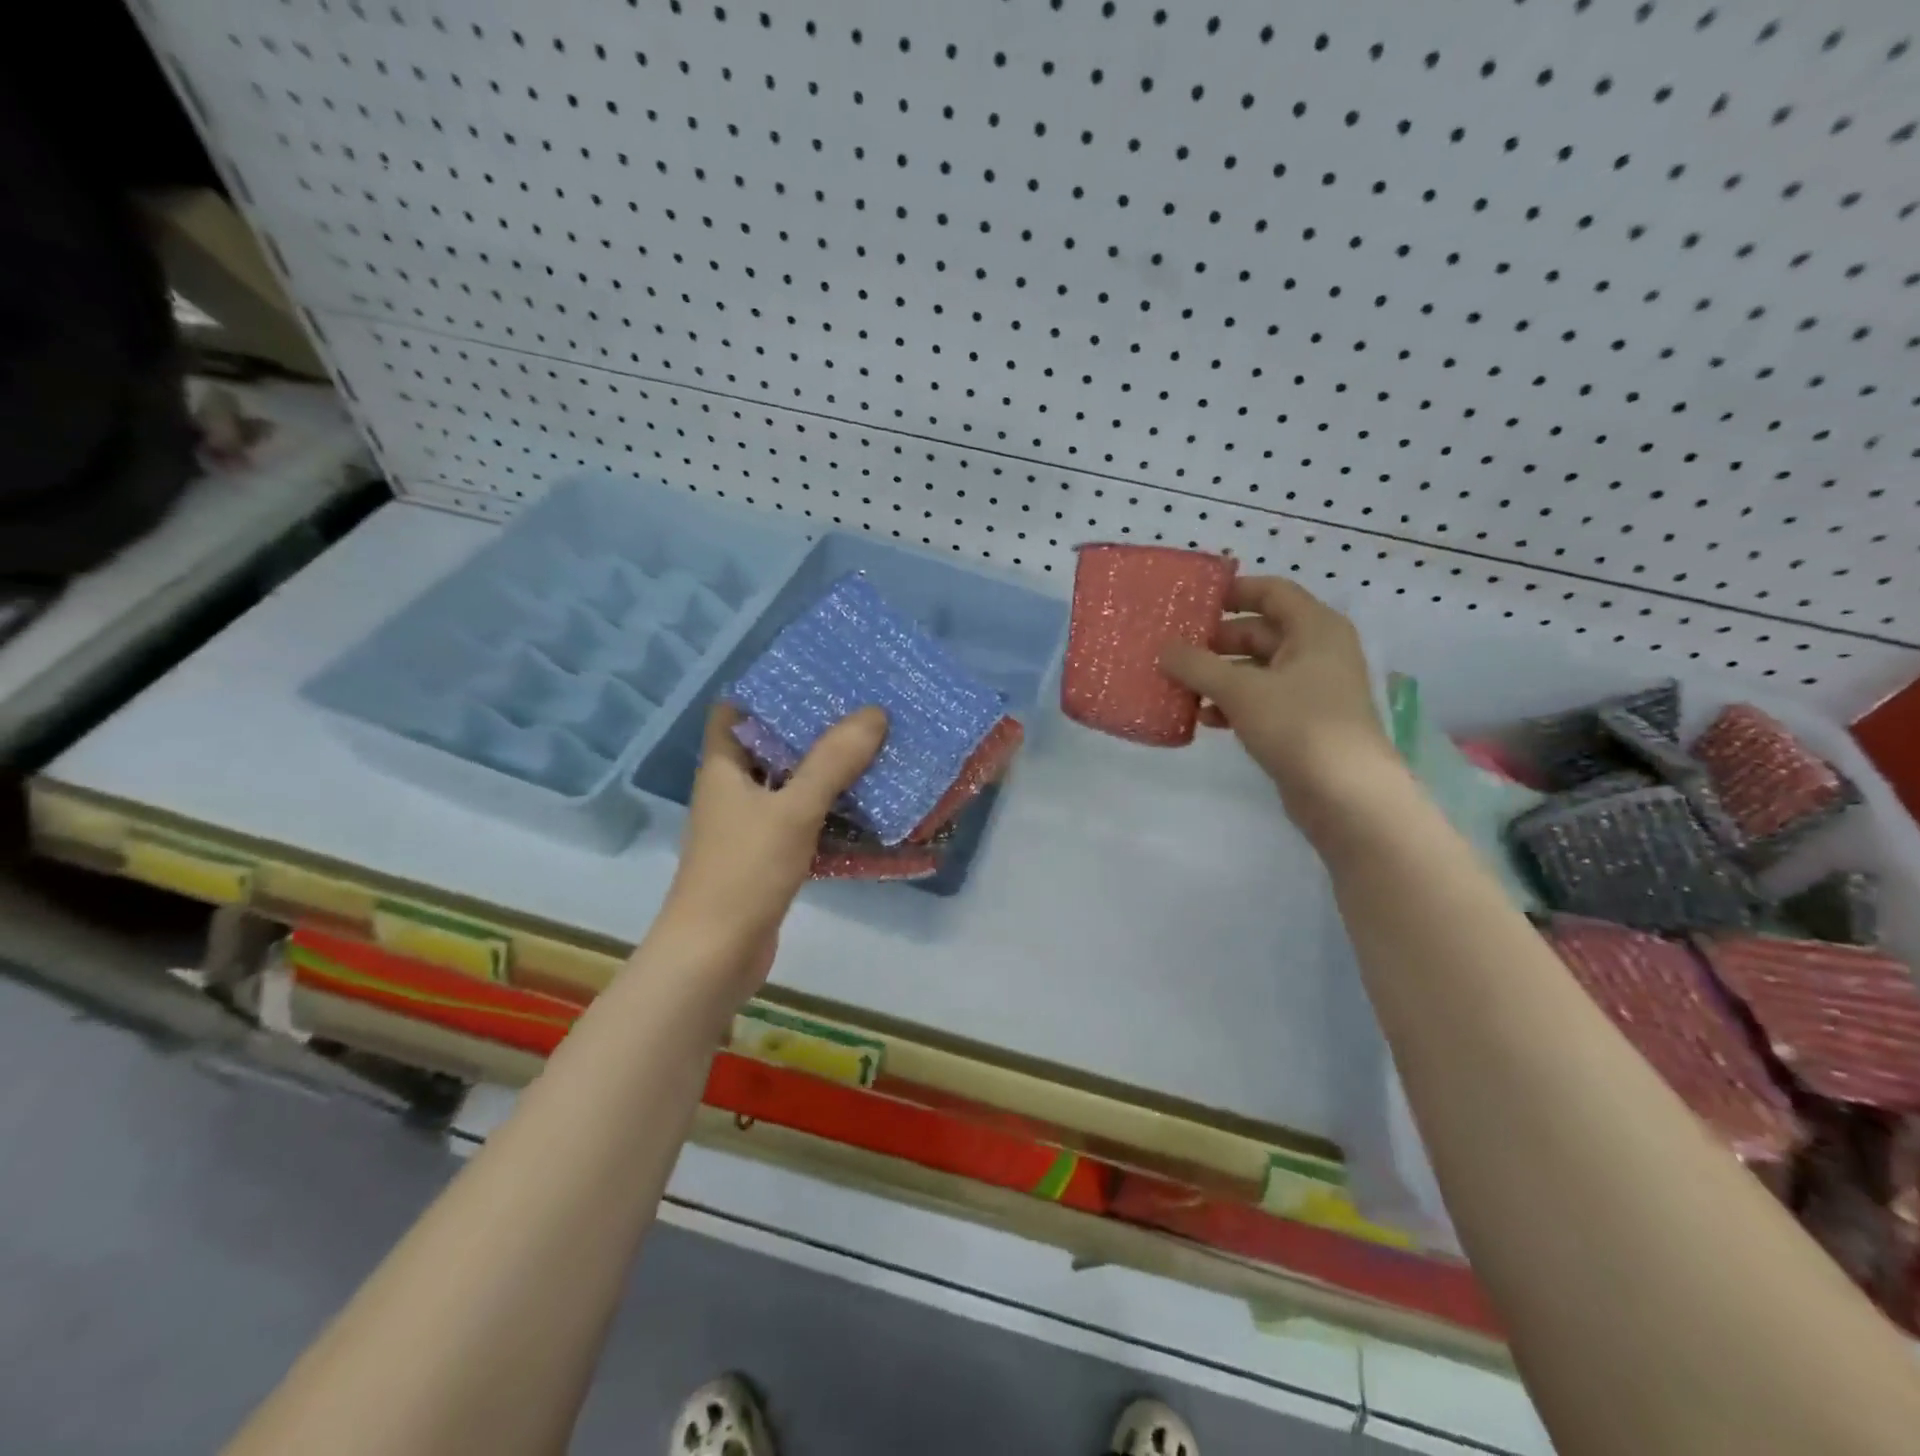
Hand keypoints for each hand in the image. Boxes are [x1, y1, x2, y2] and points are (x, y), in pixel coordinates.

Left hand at [654, 702, 887, 998]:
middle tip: (860, 710)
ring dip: (826, 772)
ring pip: (791, 787)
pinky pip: (803, 822)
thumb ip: (832, 762)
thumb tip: (874, 713)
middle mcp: (733, 792)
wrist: (715, 957)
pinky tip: (866, 808)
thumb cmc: (744, 872)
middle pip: (770, 747)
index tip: (812, 677)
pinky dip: (829, 812)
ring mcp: (750, 827)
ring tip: (872, 748)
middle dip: (811, 729)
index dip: (765, 691)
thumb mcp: (793, 810)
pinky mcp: (768, 858)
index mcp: (724, 769)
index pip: (734, 712)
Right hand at [1159, 577, 1394, 816]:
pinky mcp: (1301, 722)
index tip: (1192, 601)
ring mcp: (1310, 689)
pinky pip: (1260, 700)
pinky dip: (1232, 703)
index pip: (1271, 591)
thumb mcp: (1241, 690)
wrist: (1347, 795)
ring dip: (1218, 676)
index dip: (1233, 591)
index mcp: (1314, 629)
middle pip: (1259, 632)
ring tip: (1179, 686)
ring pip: (1256, 670)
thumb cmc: (1299, 725)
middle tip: (1173, 649)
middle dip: (1215, 642)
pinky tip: (1203, 718)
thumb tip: (1164, 649)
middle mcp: (1316, 651)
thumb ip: (1198, 666)